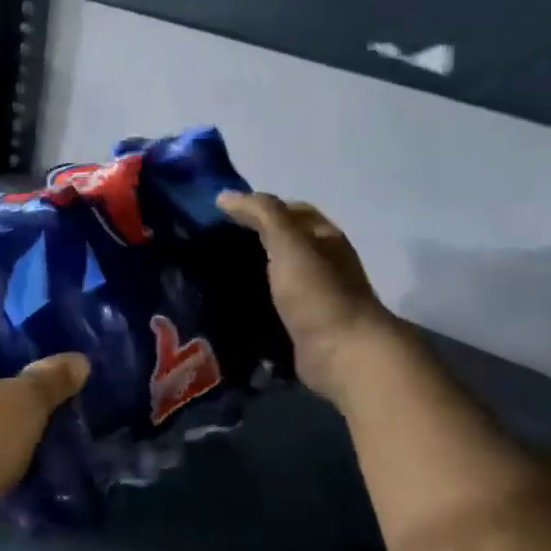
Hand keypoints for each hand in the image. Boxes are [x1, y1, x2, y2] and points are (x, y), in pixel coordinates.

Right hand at [217, 191, 403, 408]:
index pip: (289, 211)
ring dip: (246, 272)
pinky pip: (268, 304)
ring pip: (272, 274)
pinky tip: (223, 302)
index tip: (220, 214)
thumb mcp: (289, 242)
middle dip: (248, 239)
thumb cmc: (318, 292)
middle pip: (281, 242)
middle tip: (207, 243)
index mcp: (323, 238)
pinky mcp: (299, 324)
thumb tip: (225, 196)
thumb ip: (261, 214)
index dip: (258, 207)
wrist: (343, 354)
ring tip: (207, 272)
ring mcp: (311, 295)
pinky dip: (248, 300)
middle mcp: (321, 263)